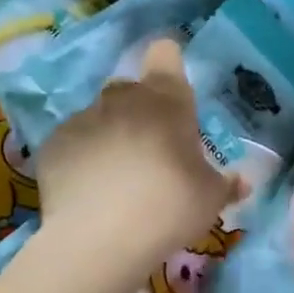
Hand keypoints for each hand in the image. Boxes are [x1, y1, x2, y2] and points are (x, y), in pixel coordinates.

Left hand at [34, 37, 240, 265]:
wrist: (99, 238)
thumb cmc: (169, 205)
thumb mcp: (210, 199)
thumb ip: (225, 184)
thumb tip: (241, 182)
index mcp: (166, 100)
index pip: (165, 54)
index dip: (169, 64)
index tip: (174, 90)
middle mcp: (122, 99)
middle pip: (131, 88)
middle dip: (141, 109)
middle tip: (153, 148)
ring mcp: (82, 120)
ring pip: (100, 116)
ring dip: (111, 135)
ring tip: (118, 176)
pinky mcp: (52, 146)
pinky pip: (73, 143)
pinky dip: (82, 159)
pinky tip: (89, 191)